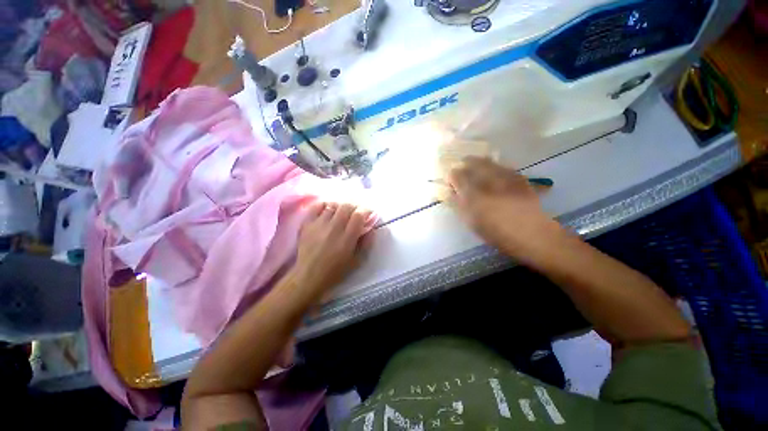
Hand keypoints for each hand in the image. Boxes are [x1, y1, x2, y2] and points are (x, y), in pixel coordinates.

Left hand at [290, 202, 370, 297]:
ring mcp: (319, 225)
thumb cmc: (335, 271)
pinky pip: (316, 207)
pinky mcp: (307, 224)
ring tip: (343, 212)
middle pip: (346, 206)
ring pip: (333, 205)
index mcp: (347, 239)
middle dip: (355, 207)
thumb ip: (366, 243)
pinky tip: (328, 210)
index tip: (369, 213)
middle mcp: (333, 228)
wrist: (308, 276)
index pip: (358, 215)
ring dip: (341, 206)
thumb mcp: (356, 260)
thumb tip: (371, 228)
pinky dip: (325, 205)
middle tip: (357, 212)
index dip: (366, 211)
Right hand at [448, 157, 562, 260]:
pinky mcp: (517, 176)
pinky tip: (495, 176)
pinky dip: (494, 168)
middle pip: (471, 162)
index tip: (452, 184)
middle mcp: (486, 178)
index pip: (455, 174)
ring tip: (477, 172)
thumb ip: (458, 204)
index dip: (451, 177)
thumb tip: (450, 192)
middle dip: (464, 165)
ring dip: (478, 164)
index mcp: (471, 191)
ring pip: (486, 161)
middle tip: (463, 174)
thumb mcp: (470, 220)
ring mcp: (503, 175)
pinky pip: (500, 166)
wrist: (529, 232)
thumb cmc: (494, 230)